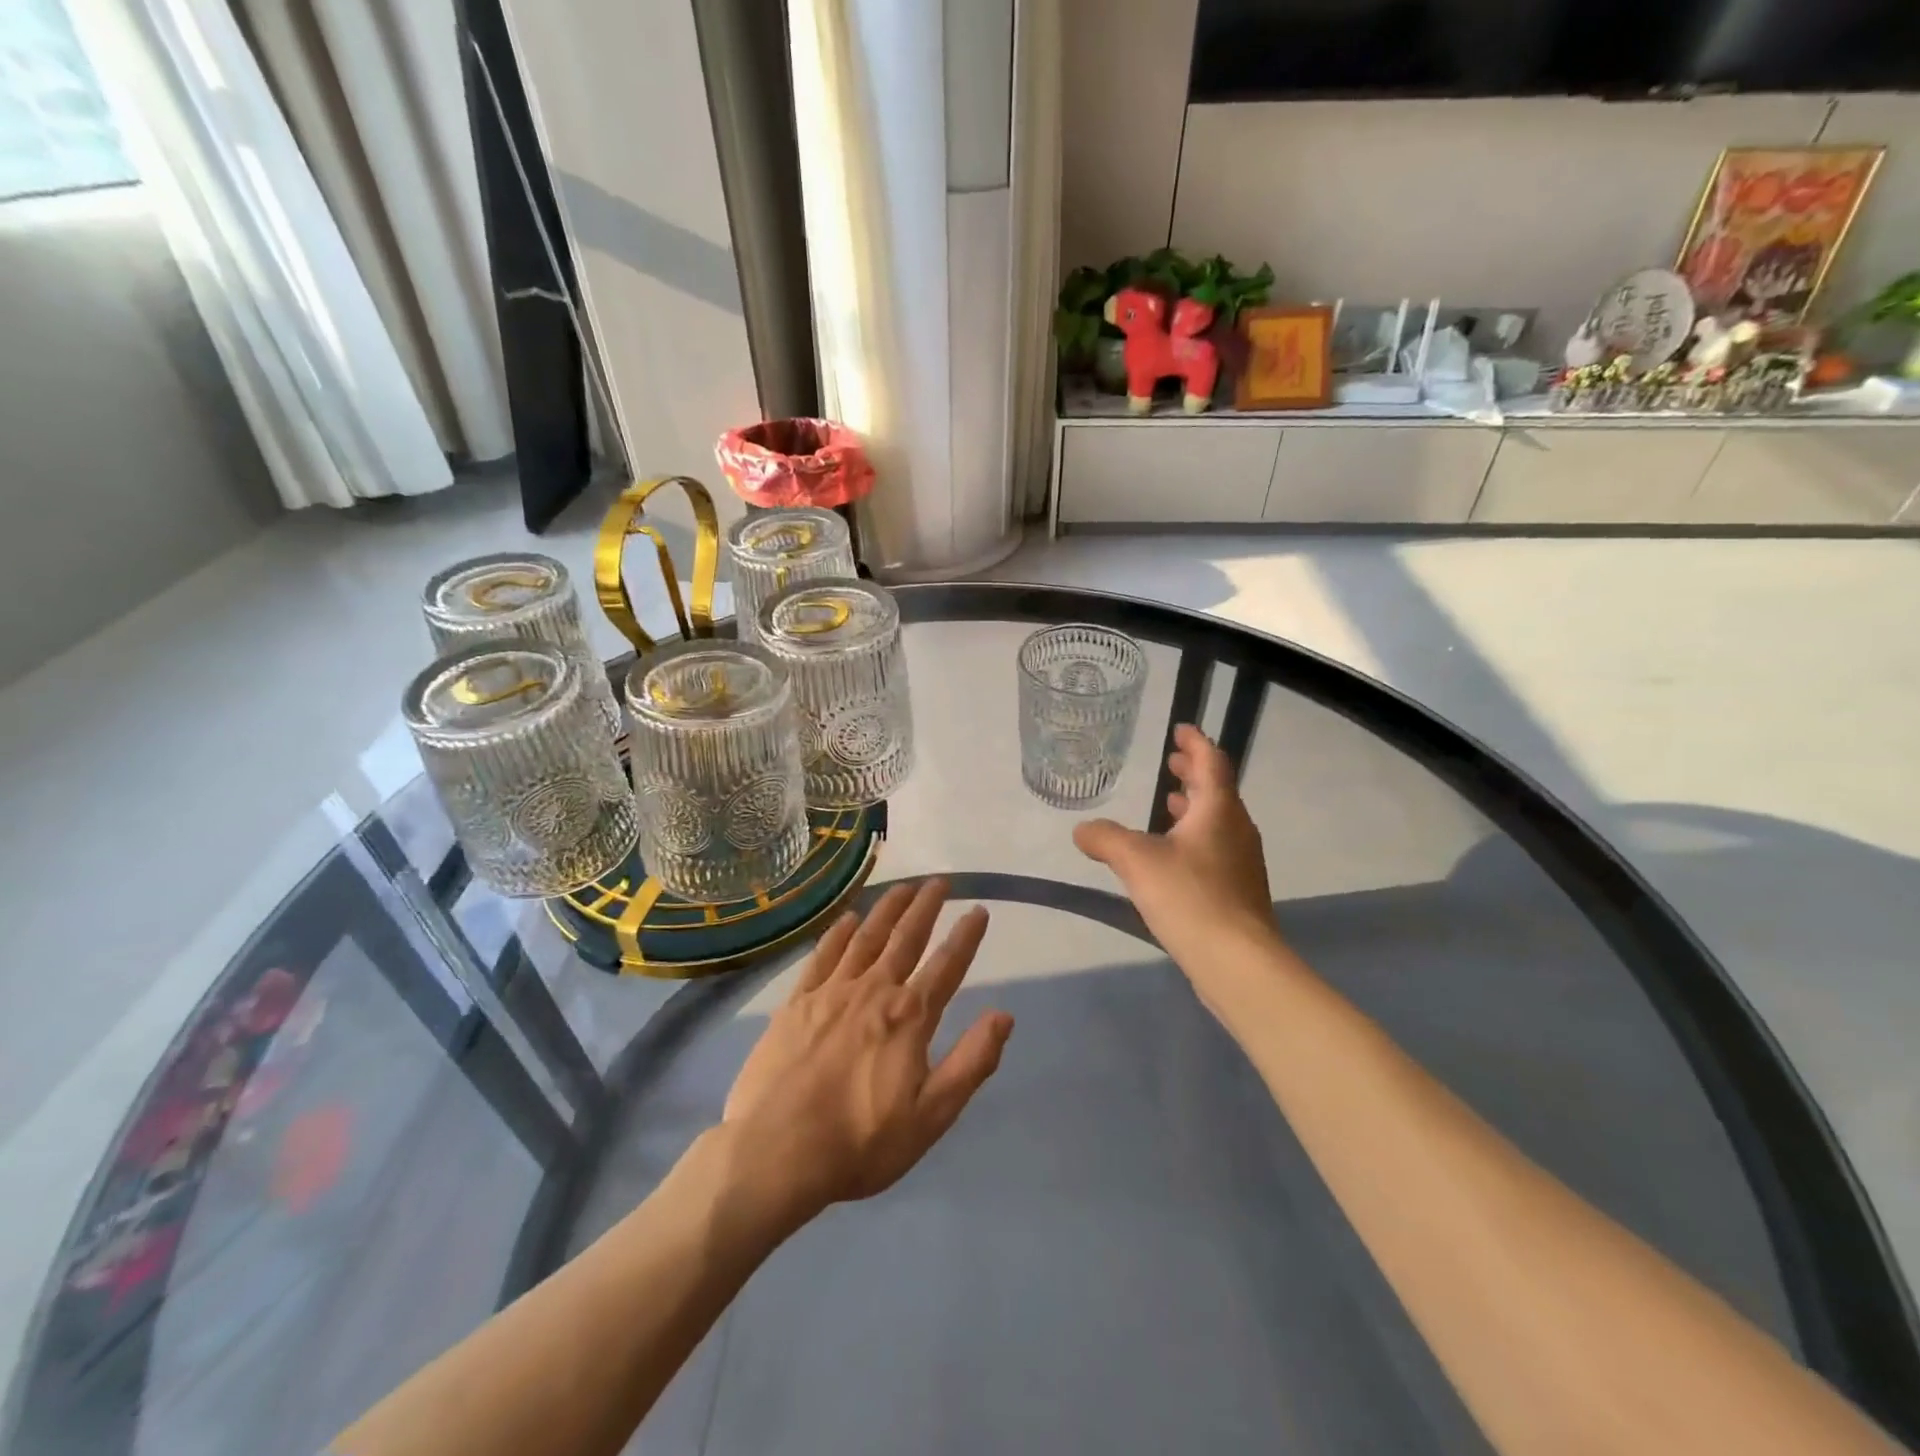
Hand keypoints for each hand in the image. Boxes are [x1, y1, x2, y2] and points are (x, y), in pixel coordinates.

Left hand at [722, 879, 1012, 1227]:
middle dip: (926, 907)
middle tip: (939, 881)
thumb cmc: (861, 1142)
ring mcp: (832, 992)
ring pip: (867, 937)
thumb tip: (1004, 1016)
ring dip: (888, 909)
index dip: (966, 937)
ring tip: (903, 887)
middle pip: (906, 939)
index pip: (946, 966)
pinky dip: (839, 933)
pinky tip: (849, 918)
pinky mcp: (797, 1002)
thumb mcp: (932, 1115)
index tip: (979, 910)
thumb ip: (971, 1062)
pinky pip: (824, 955)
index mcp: (909, 1017)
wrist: (776, 1153)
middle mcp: (874, 991)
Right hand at [1074, 724, 1274, 968]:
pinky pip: (1216, 849)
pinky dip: (1195, 838)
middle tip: (1172, 762)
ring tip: (1169, 804)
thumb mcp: (1137, 861)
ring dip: (1194, 808)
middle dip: (1193, 774)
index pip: (1211, 761)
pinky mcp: (1239, 892)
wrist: (1238, 962)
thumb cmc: (1190, 897)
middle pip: (1217, 790)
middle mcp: (1237, 830)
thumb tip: (1081, 829)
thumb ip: (1106, 839)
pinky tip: (1173, 857)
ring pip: (1217, 822)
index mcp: (1218, 810)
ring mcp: (1242, 863)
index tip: (1180, 729)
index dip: (1195, 742)